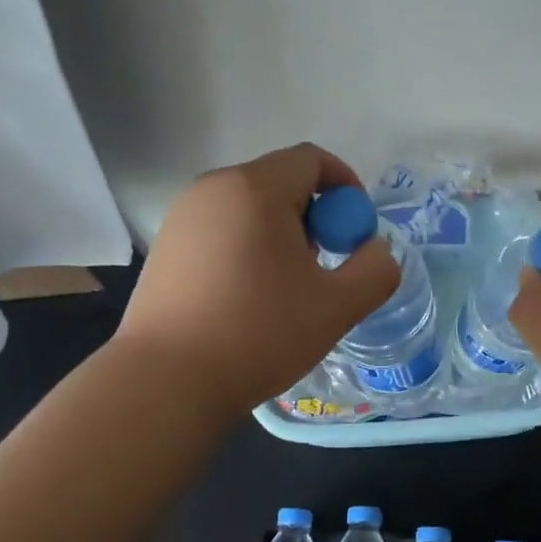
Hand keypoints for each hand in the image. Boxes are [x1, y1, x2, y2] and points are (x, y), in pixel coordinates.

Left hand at [115, 143, 400, 416]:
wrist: (168, 381)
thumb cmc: (258, 335)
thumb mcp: (337, 307)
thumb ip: (375, 270)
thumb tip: (374, 249)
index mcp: (254, 188)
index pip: (311, 160)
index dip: (346, 188)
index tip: (355, 234)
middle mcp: (212, 189)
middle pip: (279, 182)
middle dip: (314, 216)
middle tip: (324, 267)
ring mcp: (181, 217)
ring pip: (248, 209)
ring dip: (280, 235)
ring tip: (285, 289)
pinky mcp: (165, 247)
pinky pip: (220, 231)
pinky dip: (246, 249)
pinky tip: (246, 299)